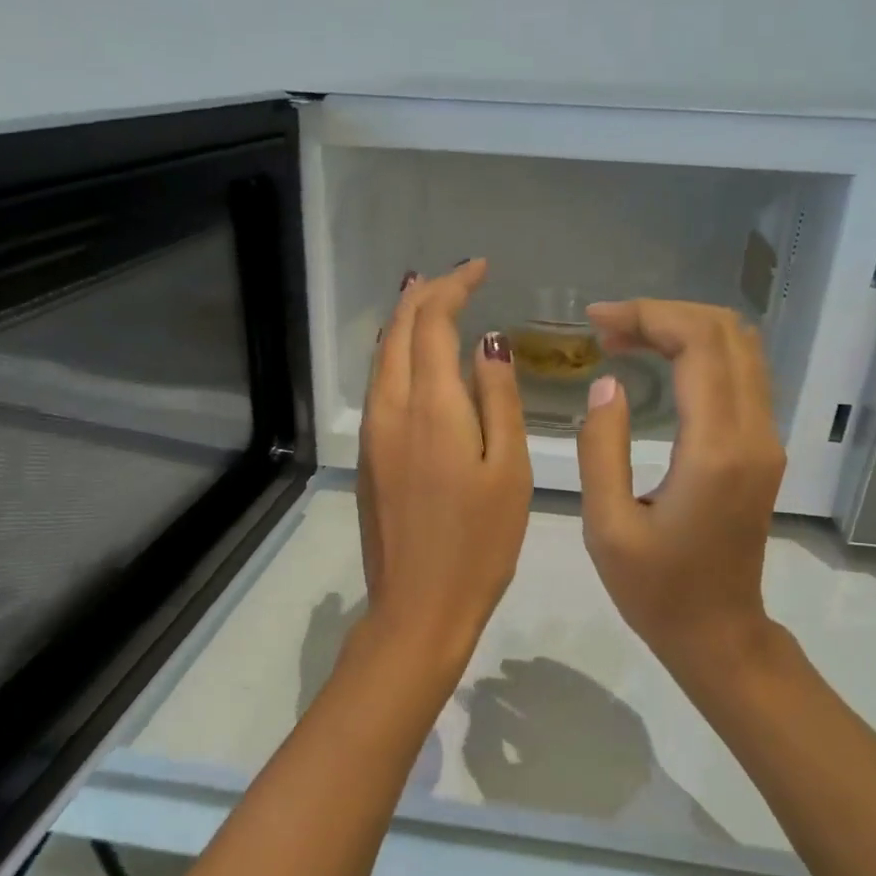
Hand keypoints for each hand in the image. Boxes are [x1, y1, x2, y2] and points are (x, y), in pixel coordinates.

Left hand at [356, 260, 531, 673]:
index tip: (480, 267)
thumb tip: (488, 343)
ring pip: (381, 358)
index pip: (431, 322)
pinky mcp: (367, 458)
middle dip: (424, 295)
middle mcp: (389, 409)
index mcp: (429, 407)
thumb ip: (497, 399)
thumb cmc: (479, 544)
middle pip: (396, 332)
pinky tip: (417, 360)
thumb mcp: (508, 469)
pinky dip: (397, 356)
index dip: (453, 286)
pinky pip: (379, 387)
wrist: (417, 607)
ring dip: (405, 323)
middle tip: (458, 277)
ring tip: (432, 302)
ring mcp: (372, 434)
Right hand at [575, 300, 787, 691]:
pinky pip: (742, 375)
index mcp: (716, 450)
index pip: (699, 344)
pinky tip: (660, 364)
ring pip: (741, 348)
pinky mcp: (763, 450)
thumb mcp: (607, 525)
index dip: (647, 316)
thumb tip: (609, 383)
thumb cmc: (655, 590)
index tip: (596, 322)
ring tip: (626, 339)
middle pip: (727, 332)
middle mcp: (754, 433)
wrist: (718, 633)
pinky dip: (701, 352)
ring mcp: (767, 440)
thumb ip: (602, 447)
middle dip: (664, 314)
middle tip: (606, 328)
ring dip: (685, 328)